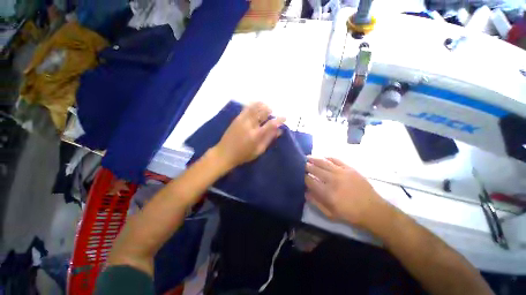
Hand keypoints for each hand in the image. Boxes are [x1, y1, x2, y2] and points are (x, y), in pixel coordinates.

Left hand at [213, 102, 284, 169]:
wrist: (224, 153)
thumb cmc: (243, 155)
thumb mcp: (259, 150)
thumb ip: (269, 139)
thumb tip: (279, 131)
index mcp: (256, 135)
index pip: (271, 124)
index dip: (279, 120)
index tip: (284, 117)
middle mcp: (250, 125)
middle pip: (262, 113)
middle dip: (270, 110)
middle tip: (273, 111)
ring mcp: (242, 120)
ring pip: (254, 108)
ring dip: (262, 105)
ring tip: (267, 106)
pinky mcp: (237, 119)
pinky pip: (246, 108)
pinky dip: (253, 105)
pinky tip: (257, 105)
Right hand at [305, 156, 386, 227]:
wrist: (373, 210)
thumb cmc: (350, 214)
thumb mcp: (330, 214)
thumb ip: (316, 202)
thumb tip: (305, 192)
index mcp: (327, 193)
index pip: (310, 181)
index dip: (303, 177)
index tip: (300, 175)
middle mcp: (333, 180)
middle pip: (315, 169)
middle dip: (306, 166)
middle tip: (301, 164)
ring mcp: (342, 172)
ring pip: (323, 162)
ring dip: (314, 159)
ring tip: (307, 157)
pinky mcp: (350, 168)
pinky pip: (336, 159)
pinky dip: (327, 157)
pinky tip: (322, 157)